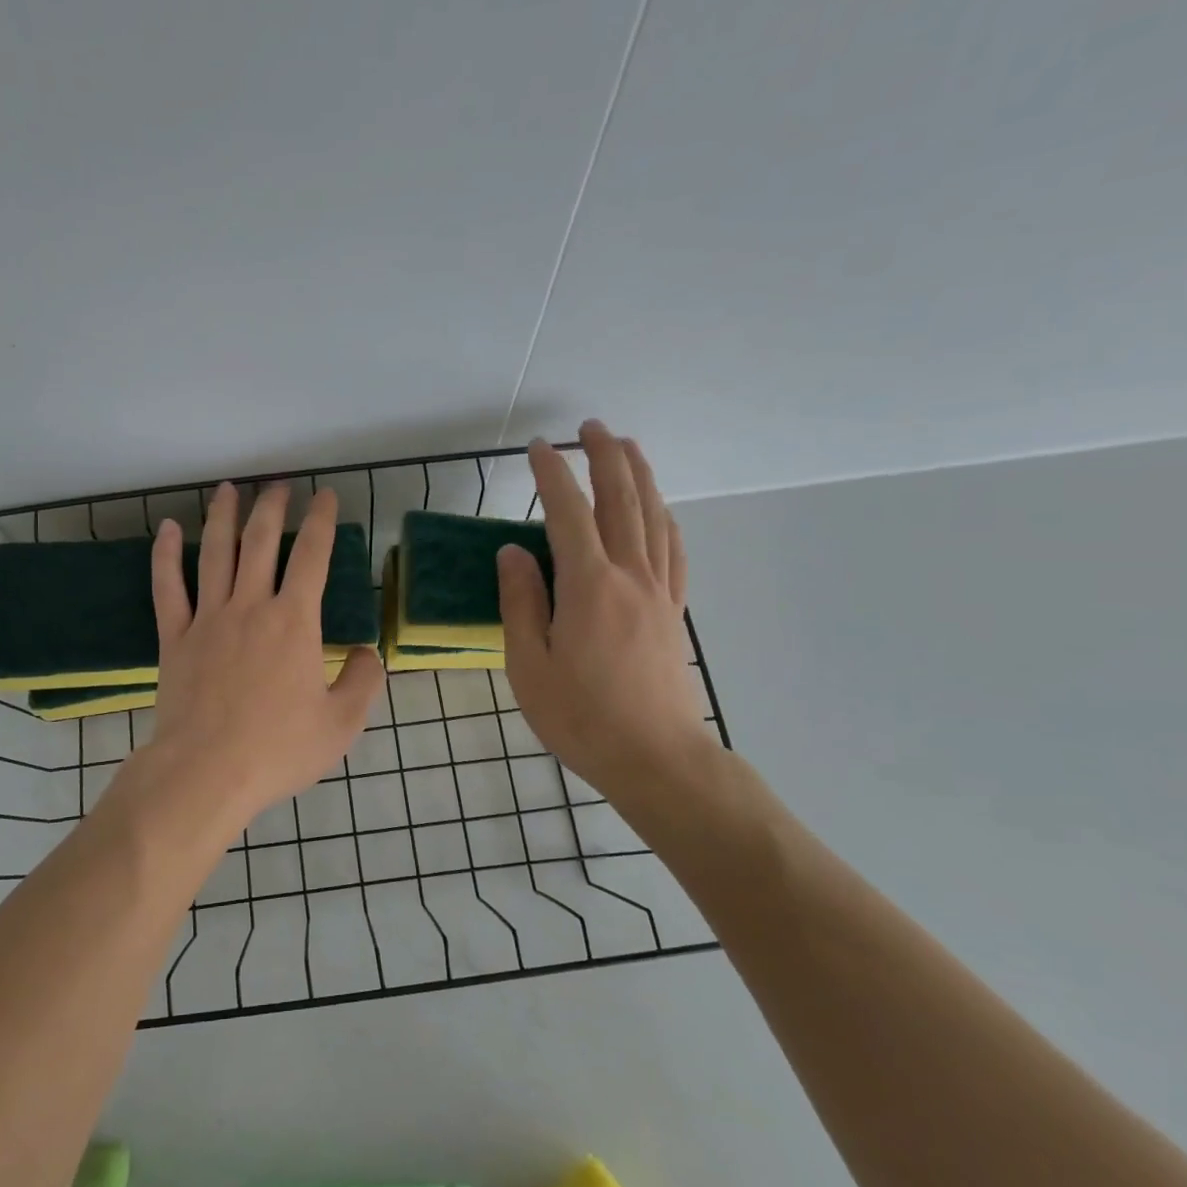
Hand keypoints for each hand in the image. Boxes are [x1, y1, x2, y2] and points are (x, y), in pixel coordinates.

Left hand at [140, 481, 384, 829]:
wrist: (206, 773)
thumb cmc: (278, 749)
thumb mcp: (341, 724)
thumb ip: (362, 681)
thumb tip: (366, 652)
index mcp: (294, 622)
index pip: (312, 556)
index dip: (321, 521)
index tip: (325, 496)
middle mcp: (251, 606)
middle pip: (261, 541)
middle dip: (272, 507)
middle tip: (279, 484)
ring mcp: (208, 618)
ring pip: (215, 552)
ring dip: (223, 516)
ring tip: (229, 489)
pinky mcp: (174, 637)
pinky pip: (167, 586)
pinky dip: (166, 554)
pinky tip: (168, 528)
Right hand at [498, 423, 718, 806]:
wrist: (656, 759)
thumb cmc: (581, 717)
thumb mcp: (529, 664)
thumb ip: (521, 602)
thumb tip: (513, 551)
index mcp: (588, 586)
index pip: (568, 513)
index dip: (552, 475)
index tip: (537, 448)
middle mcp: (629, 576)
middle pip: (622, 500)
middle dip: (605, 457)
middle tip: (590, 427)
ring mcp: (658, 591)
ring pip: (653, 517)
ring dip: (640, 476)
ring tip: (627, 447)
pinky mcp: (673, 611)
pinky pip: (673, 550)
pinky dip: (664, 518)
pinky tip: (659, 511)